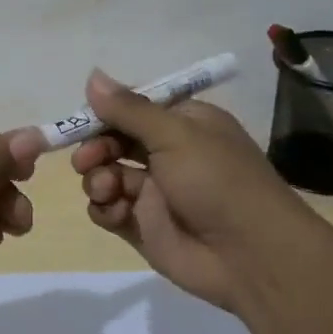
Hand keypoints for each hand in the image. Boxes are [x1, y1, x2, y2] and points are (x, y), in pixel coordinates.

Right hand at [29, 70, 304, 311]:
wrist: (250, 256)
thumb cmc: (217, 181)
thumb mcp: (176, 134)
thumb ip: (129, 110)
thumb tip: (92, 76)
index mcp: (183, 124)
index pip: (133, 108)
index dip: (104, 112)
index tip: (82, 119)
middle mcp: (167, 154)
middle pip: (113, 141)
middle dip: (95, 147)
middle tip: (86, 160)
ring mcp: (153, 192)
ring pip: (105, 174)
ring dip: (97, 178)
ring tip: (107, 189)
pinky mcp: (142, 226)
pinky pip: (108, 209)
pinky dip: (104, 208)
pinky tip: (115, 213)